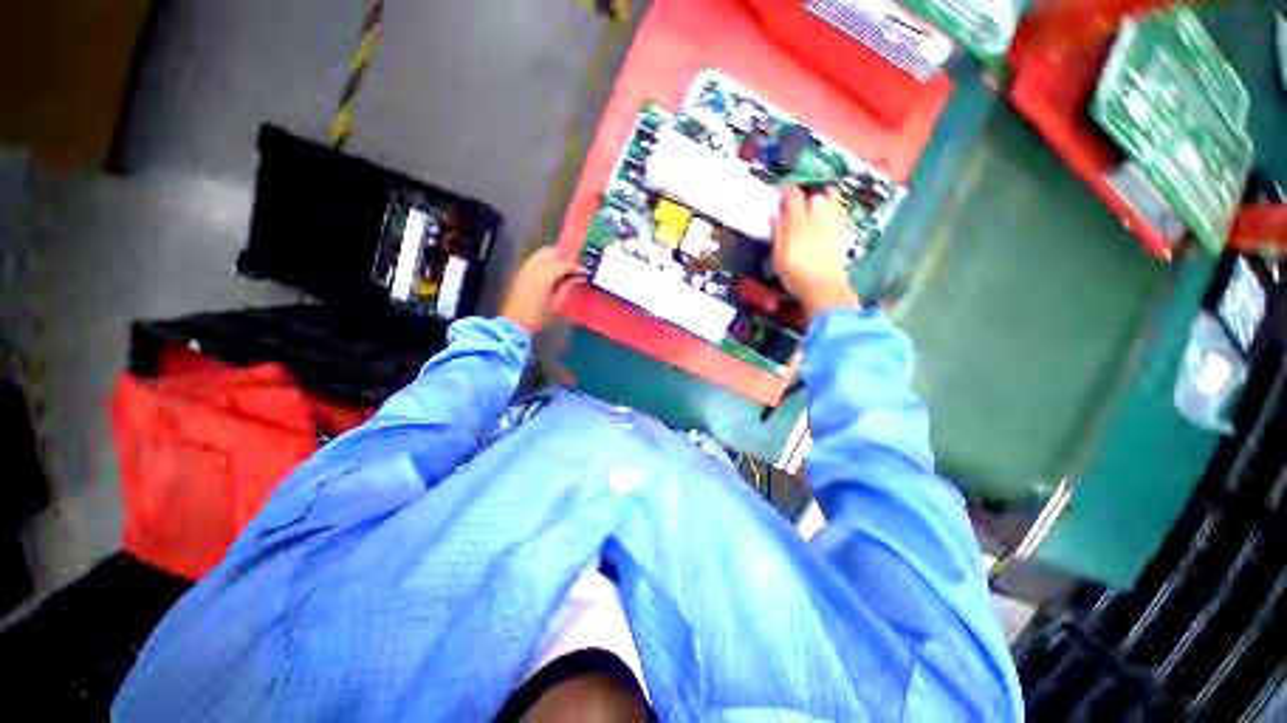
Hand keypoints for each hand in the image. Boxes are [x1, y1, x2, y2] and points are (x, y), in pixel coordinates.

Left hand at [499, 247, 586, 332]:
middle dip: (566, 257)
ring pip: (543, 252)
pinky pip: (536, 258)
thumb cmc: (538, 316)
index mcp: (545, 275)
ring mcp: (526, 267)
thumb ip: (568, 287)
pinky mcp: (521, 271)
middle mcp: (535, 266)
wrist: (513, 323)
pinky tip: (552, 271)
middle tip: (576, 268)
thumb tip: (579, 278)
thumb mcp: (557, 303)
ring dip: (556, 256)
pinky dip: (546, 260)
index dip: (577, 267)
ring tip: (565, 269)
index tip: (586, 272)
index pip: (565, 264)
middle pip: (553, 252)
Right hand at [771, 186, 859, 319]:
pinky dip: (835, 207)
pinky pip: (840, 211)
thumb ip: (777, 232)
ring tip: (817, 203)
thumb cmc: (795, 273)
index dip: (786, 190)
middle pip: (815, 195)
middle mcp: (817, 217)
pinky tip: (829, 213)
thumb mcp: (778, 255)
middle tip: (798, 201)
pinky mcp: (842, 232)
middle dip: (806, 194)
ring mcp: (832, 223)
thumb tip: (775, 214)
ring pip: (832, 199)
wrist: (823, 286)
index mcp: (798, 221)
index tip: (780, 191)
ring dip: (824, 197)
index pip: (793, 196)